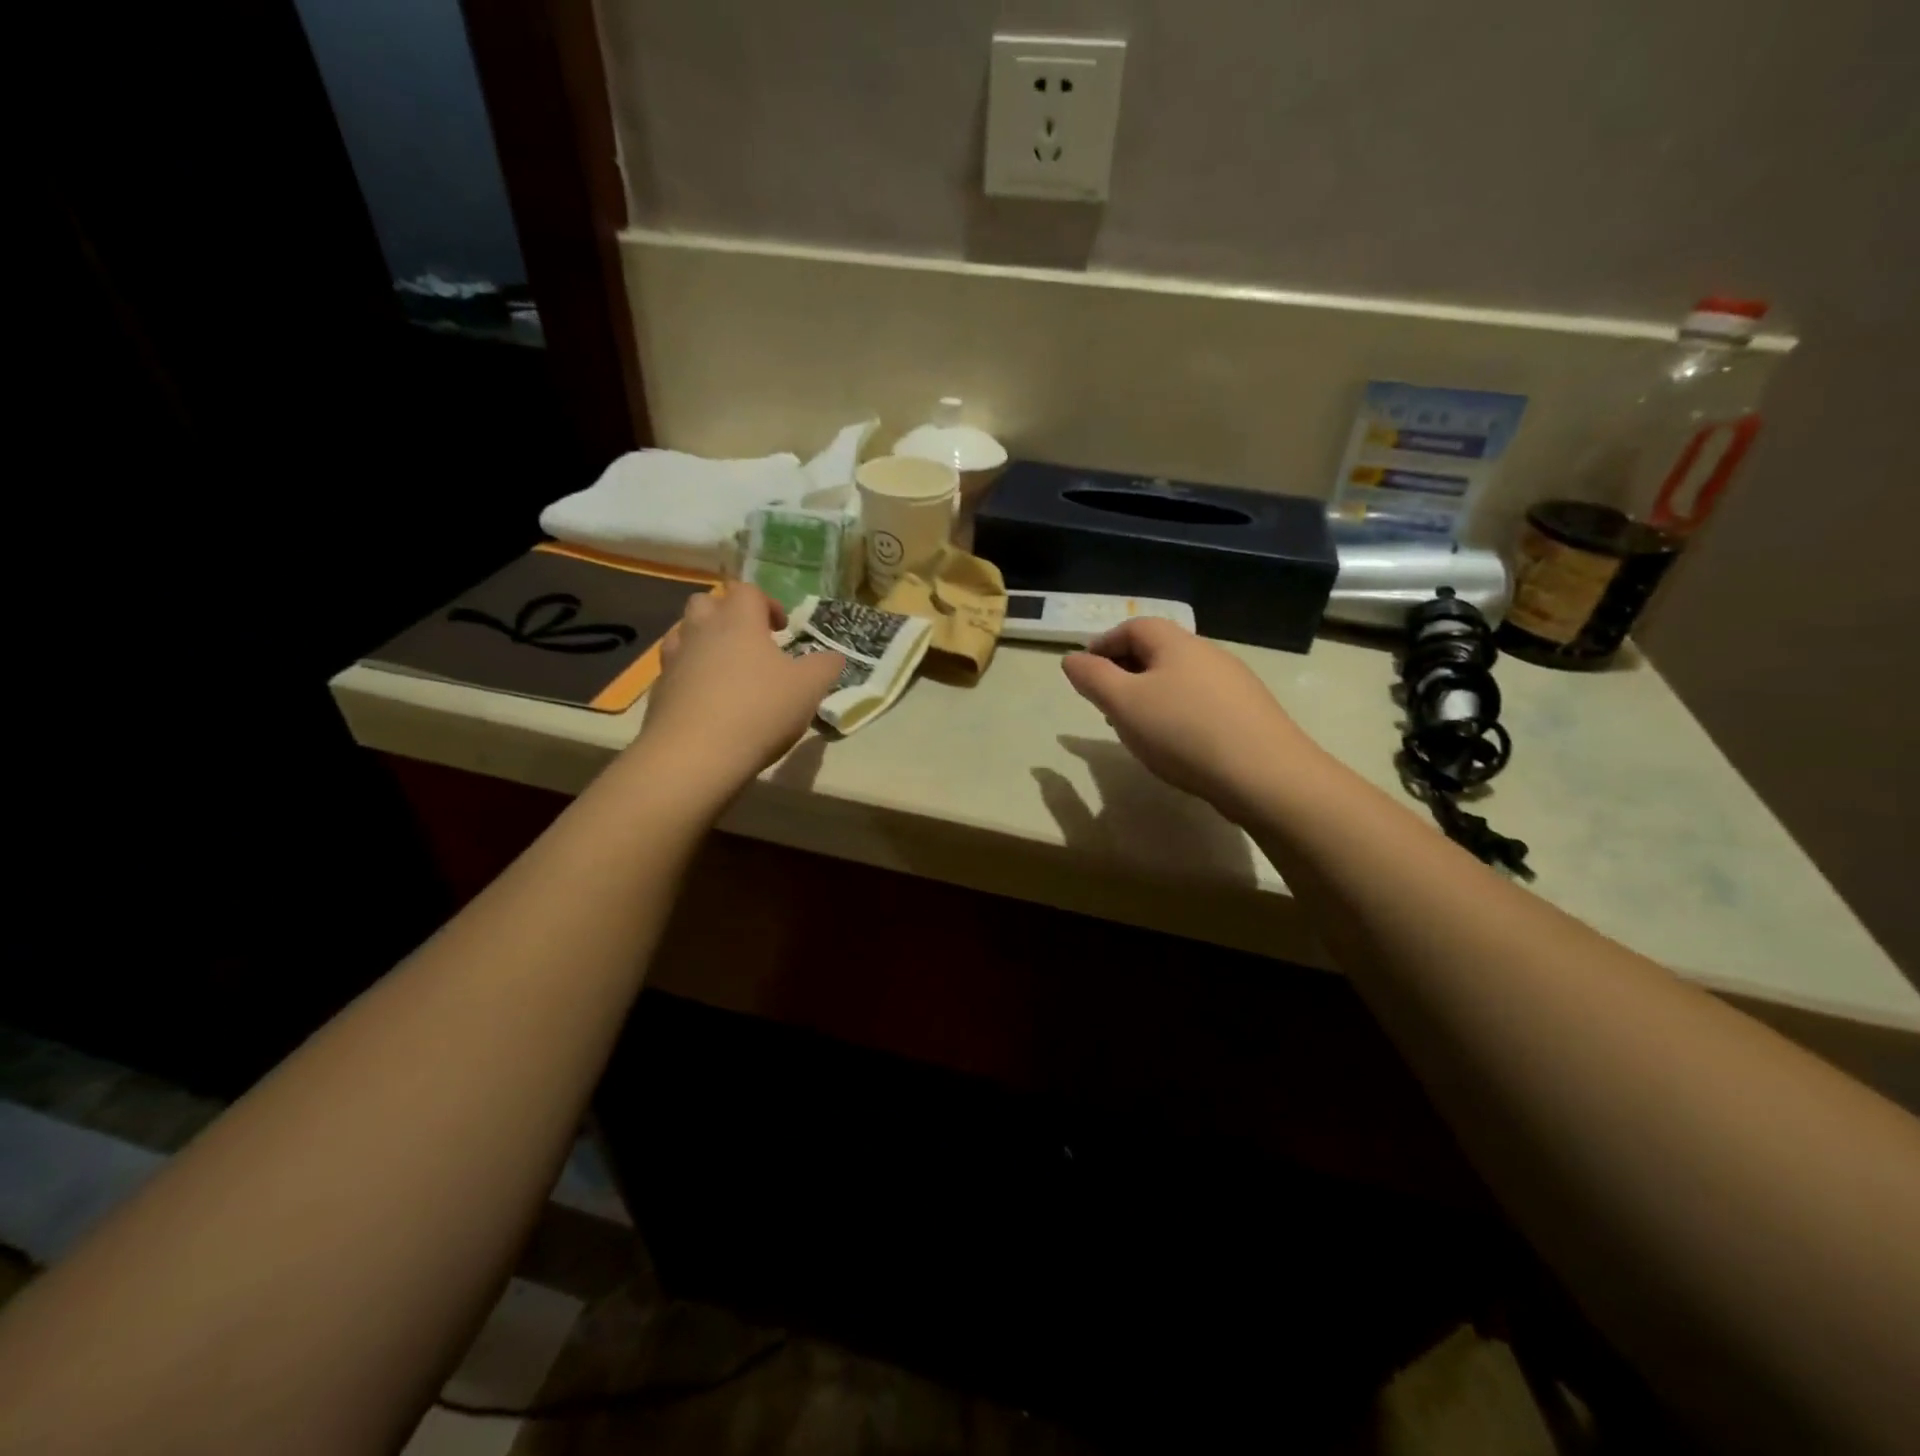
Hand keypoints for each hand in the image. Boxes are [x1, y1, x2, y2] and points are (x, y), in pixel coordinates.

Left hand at [634, 586, 843, 801]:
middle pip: (706, 602)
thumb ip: (825, 667)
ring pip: (683, 633)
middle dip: (727, 614)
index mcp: (738, 621)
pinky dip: (691, 677)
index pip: (747, 591)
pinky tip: (708, 702)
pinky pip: (675, 670)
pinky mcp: (659, 692)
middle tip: (750, 642)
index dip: (767, 603)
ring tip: (726, 670)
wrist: (696, 755)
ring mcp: (675, 660)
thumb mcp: (809, 688)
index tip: (781, 628)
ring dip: (704, 642)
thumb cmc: (760, 710)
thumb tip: (833, 657)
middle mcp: (701, 631)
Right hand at [1060, 618, 1320, 816]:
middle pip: (1158, 651)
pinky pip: (1201, 702)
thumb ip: (1093, 678)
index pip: (1133, 627)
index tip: (1085, 670)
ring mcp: (1234, 682)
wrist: (1265, 774)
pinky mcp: (1249, 712)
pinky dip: (1177, 712)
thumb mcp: (1124, 704)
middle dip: (1126, 670)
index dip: (1104, 644)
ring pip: (1180, 678)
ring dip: (1151, 693)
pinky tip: (1175, 743)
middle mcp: (1208, 653)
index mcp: (1176, 643)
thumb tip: (1071, 658)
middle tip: (1104, 700)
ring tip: (1135, 725)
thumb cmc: (1183, 732)